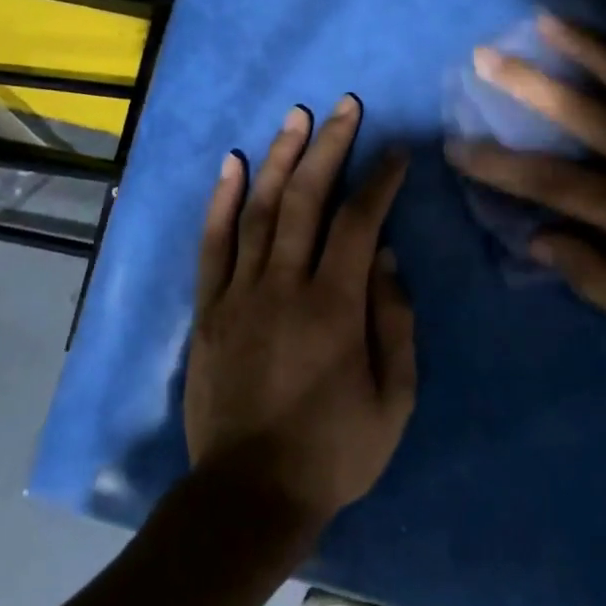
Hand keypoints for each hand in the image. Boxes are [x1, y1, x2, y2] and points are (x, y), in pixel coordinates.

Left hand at [185, 96, 415, 535]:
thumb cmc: (332, 453)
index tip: (396, 153)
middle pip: (306, 198)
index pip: (360, 222)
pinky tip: (232, 162)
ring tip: (297, 116)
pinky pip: (213, 243)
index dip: (380, 180)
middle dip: (330, 146)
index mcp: (334, 306)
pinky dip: (221, 199)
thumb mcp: (393, 402)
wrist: (247, 498)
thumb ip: (396, 324)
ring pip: (259, 208)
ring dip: (280, 157)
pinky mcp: (209, 308)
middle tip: (346, 107)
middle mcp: (284, 285)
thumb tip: (389, 259)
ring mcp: (239, 293)